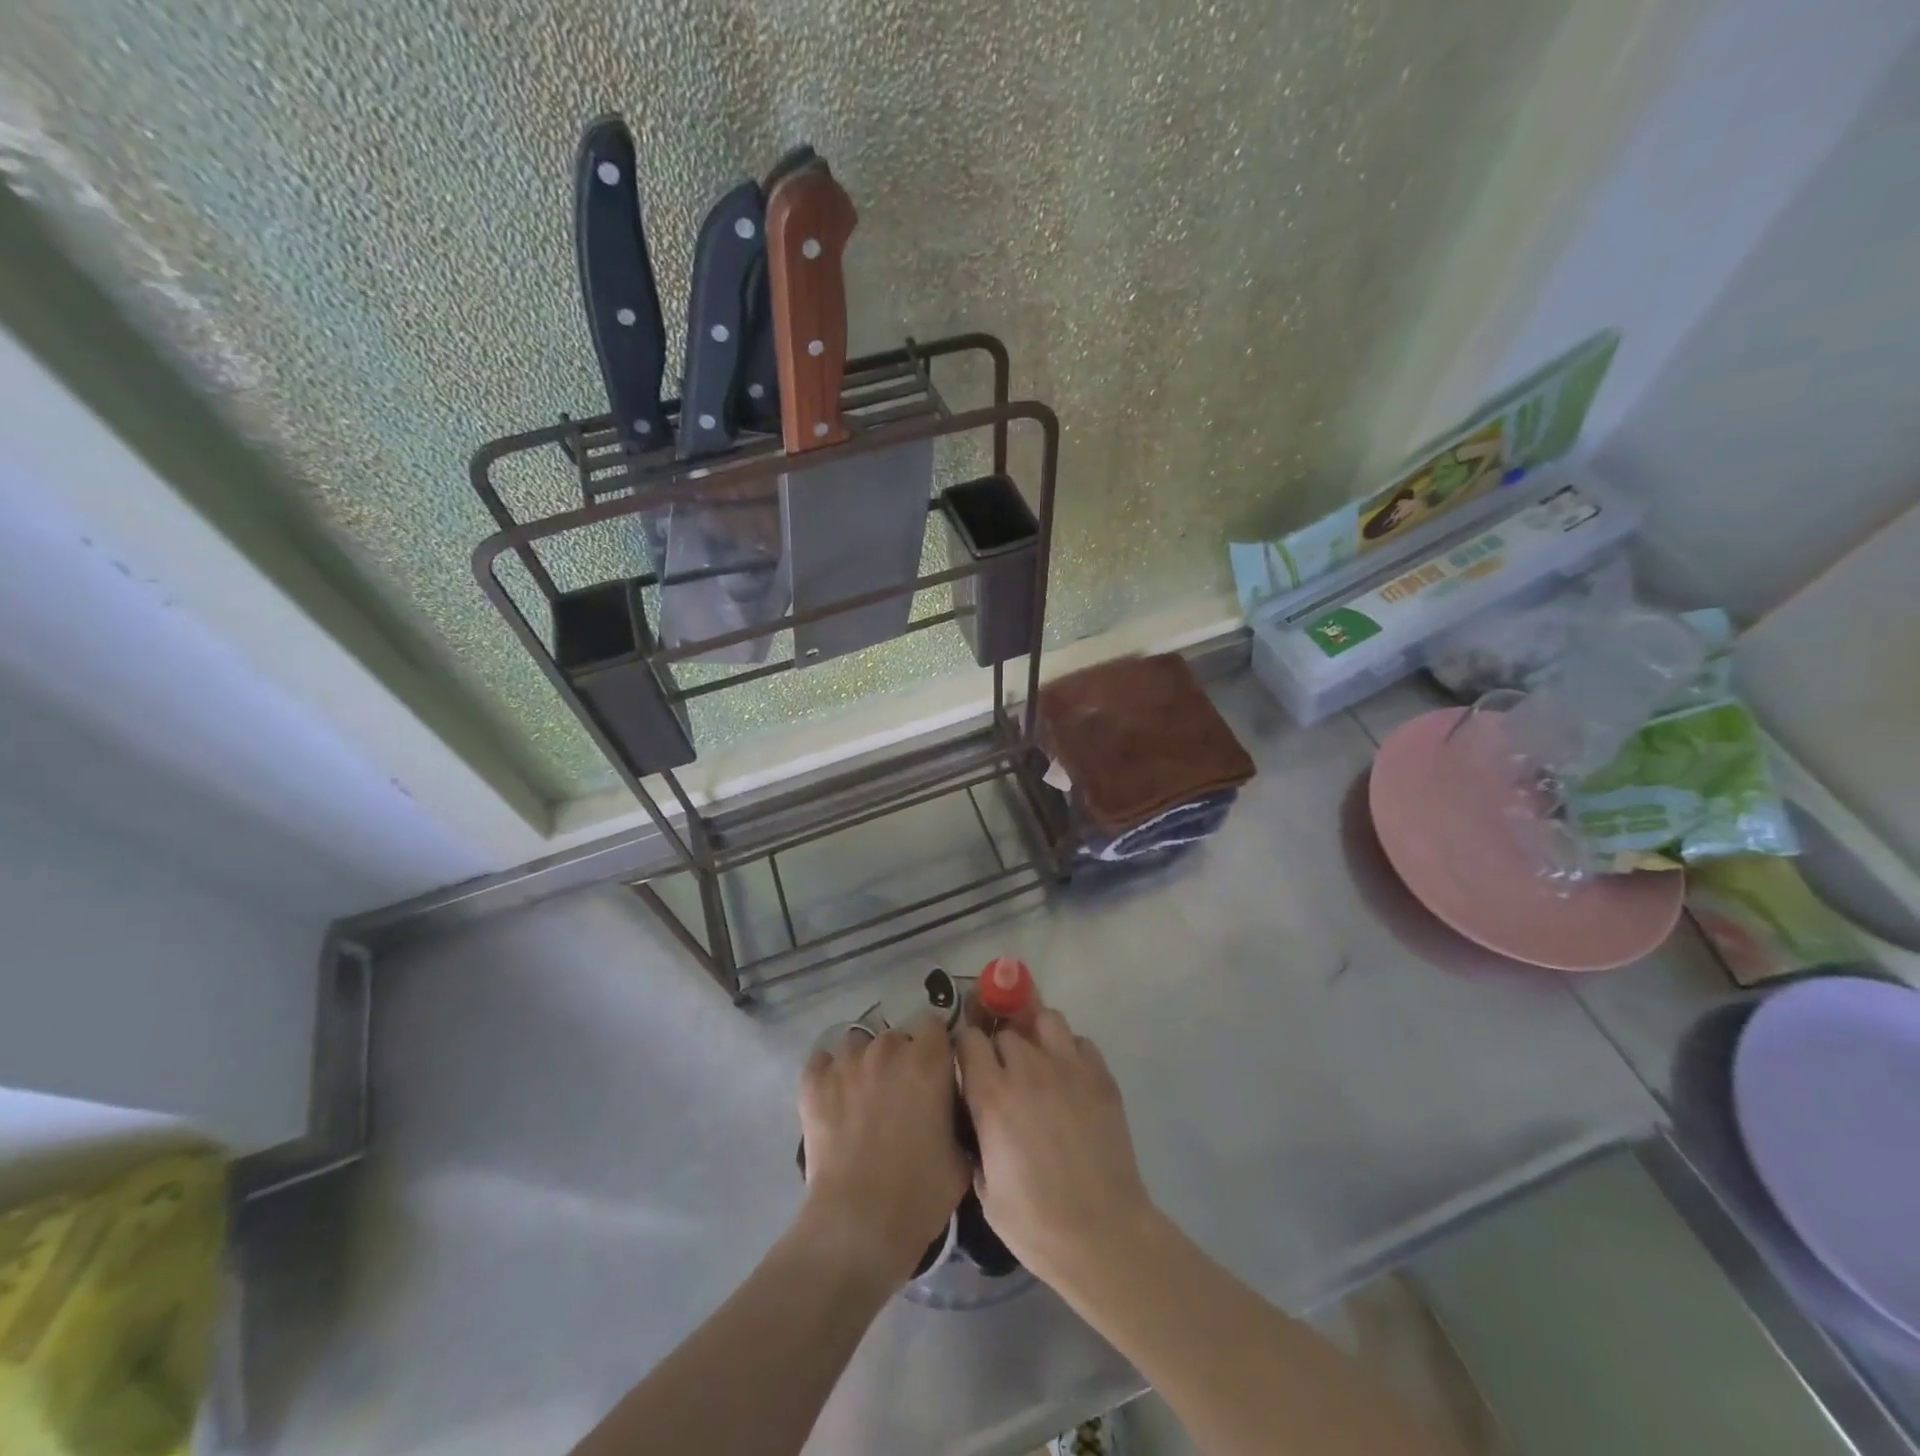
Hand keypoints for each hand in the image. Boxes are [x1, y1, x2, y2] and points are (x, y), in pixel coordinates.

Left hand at [798, 1012, 969, 1288]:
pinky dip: (828, 1074)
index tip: (936, 1070)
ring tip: (863, 1096)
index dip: (935, 1046)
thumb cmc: (920, 1193)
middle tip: (901, 1095)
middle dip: (901, 1059)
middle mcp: (889, 1049)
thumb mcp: (961, 1156)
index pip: (934, 1025)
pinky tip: (833, 1098)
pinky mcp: (814, 1082)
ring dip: (864, 1063)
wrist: (859, 1224)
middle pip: (896, 1037)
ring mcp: (847, 1062)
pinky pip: (822, 1061)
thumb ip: (959, 1118)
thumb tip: (951, 1111)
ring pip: (858, 1044)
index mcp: (929, 1060)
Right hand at [956, 1009, 1158, 1294]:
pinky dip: (1070, 1051)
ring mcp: (1069, 1068)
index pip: (969, 1039)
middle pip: (1007, 1030)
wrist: (1102, 1235)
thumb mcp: (984, 1188)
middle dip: (1001, 1046)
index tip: (968, 1062)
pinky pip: (1080, 1042)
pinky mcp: (1101, 1077)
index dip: (966, 1047)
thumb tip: (979, 1121)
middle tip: (1005, 1072)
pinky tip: (1069, 1078)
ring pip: (1046, 1019)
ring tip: (1039, 1061)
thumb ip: (977, 1139)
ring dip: (1036, 1034)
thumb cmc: (1035, 1222)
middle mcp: (1028, 1069)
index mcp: (992, 1096)